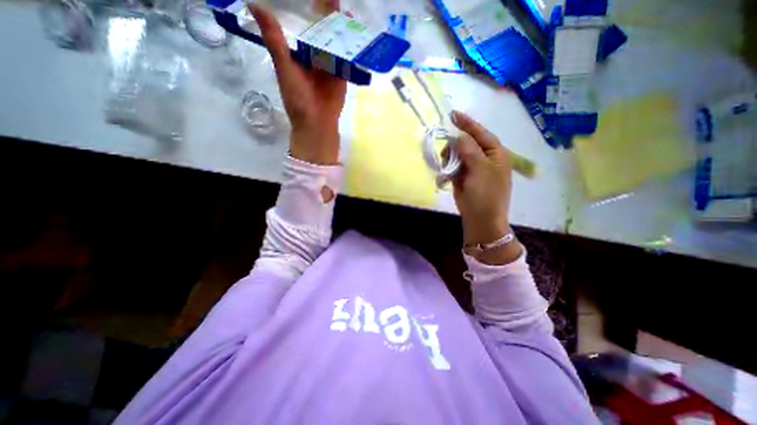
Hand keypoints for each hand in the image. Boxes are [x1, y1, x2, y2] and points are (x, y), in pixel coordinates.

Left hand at [254, 0, 347, 164]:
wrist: (316, 123)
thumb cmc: (298, 99)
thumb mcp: (285, 69)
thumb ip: (275, 41)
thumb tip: (254, 3)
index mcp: (299, 53)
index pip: (302, 25)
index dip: (305, 8)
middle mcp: (315, 57)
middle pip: (321, 32)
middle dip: (327, 15)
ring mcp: (330, 66)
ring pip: (335, 43)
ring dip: (341, 29)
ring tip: (347, 9)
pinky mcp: (342, 76)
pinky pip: (347, 59)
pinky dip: (351, 48)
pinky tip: (356, 33)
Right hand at [448, 111, 519, 265]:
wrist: (481, 219)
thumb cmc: (486, 194)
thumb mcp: (480, 169)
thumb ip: (470, 150)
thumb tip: (459, 135)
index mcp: (495, 153)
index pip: (481, 133)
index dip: (467, 123)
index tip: (453, 114)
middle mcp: (484, 158)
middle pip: (467, 143)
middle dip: (454, 144)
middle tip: (445, 150)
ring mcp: (473, 168)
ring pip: (457, 155)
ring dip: (449, 158)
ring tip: (445, 167)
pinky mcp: (463, 178)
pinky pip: (453, 167)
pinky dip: (447, 169)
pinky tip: (444, 175)